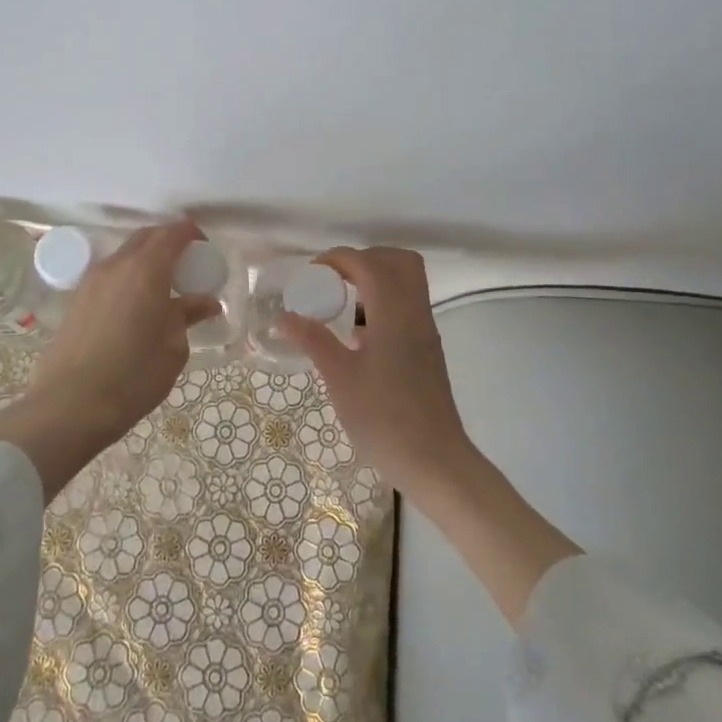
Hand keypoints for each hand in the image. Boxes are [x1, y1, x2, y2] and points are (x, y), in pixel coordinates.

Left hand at [0, 222, 219, 497]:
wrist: (69, 406)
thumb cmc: (133, 377)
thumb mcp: (173, 348)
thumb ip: (187, 315)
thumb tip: (206, 302)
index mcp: (147, 270)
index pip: (172, 233)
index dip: (191, 233)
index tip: (205, 247)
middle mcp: (117, 265)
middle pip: (146, 237)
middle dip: (168, 242)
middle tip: (187, 264)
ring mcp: (92, 280)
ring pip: (125, 255)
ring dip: (146, 260)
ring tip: (162, 287)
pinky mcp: (77, 299)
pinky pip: (110, 274)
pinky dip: (128, 277)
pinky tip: (135, 305)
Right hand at [282, 245, 579, 621]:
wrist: (436, 463)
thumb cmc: (385, 420)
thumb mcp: (340, 379)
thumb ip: (313, 341)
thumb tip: (284, 316)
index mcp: (394, 314)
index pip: (369, 263)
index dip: (338, 259)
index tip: (311, 274)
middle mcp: (415, 313)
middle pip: (398, 260)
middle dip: (363, 258)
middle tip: (333, 280)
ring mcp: (425, 331)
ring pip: (407, 282)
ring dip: (375, 279)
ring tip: (341, 305)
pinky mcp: (427, 349)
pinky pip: (407, 305)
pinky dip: (383, 302)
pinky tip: (357, 335)